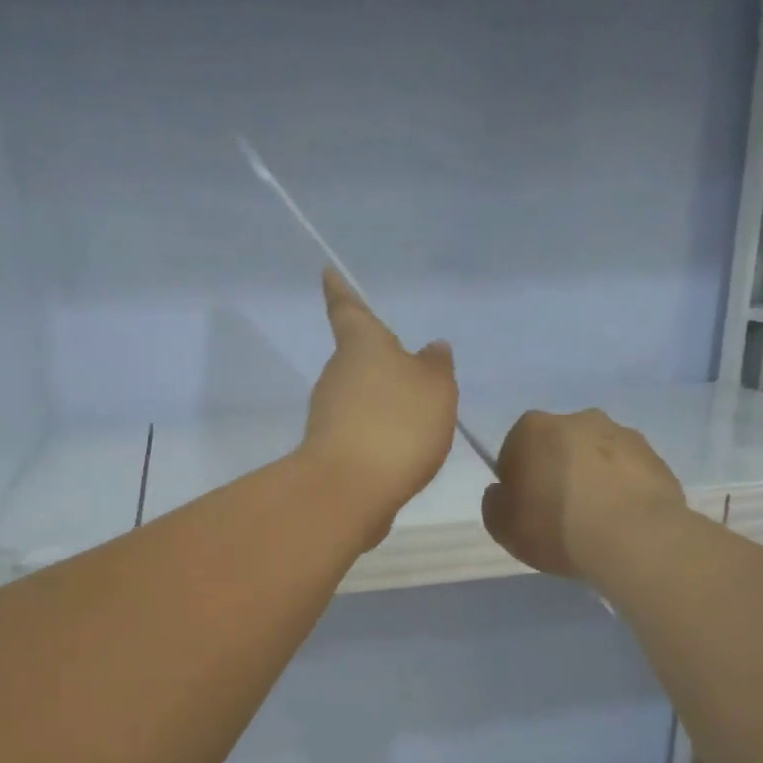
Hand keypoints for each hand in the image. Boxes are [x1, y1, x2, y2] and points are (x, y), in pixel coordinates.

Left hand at [300, 268, 457, 545]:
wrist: (350, 489)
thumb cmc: (397, 424)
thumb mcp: (435, 388)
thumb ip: (436, 367)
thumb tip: (432, 348)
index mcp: (361, 346)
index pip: (349, 310)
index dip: (340, 291)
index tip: (327, 273)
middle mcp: (338, 374)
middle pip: (356, 358)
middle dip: (379, 360)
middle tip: (410, 367)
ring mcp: (328, 413)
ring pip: (359, 395)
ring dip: (382, 400)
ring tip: (416, 415)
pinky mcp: (330, 449)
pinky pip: (360, 429)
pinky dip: (379, 432)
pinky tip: (402, 449)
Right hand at [481, 409, 685, 580]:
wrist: (635, 538)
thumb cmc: (556, 525)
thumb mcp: (501, 526)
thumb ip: (494, 503)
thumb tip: (503, 492)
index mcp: (533, 428)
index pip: (514, 449)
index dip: (517, 480)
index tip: (525, 508)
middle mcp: (578, 419)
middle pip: (558, 447)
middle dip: (556, 472)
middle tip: (559, 513)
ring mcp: (623, 435)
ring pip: (596, 457)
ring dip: (592, 479)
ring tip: (595, 521)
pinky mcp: (656, 458)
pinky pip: (627, 473)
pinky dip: (621, 490)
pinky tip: (620, 522)